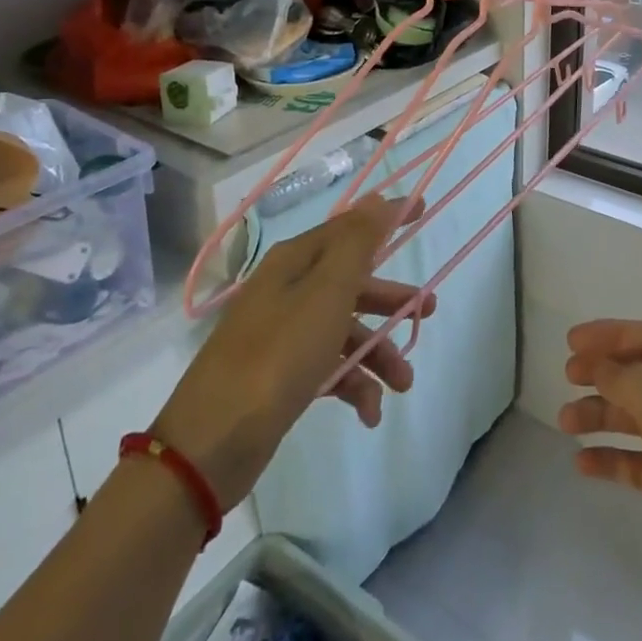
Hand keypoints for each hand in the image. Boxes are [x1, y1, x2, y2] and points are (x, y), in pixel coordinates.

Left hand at [151, 196, 434, 507]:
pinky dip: (353, 386)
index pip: (350, 227)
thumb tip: (377, 197)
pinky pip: (328, 368)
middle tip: (429, 311)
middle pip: (350, 282)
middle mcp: (287, 291)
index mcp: (295, 262)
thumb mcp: (327, 292)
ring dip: (378, 354)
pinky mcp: (280, 376)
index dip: (386, 217)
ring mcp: (281, 334)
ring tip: (403, 384)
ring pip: (344, 330)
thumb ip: (357, 243)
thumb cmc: (279, 355)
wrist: (212, 443)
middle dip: (391, 299)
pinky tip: (370, 413)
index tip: (423, 209)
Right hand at [559, 320, 641, 640]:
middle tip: (567, 378)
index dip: (614, 334)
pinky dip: (613, 458)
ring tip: (565, 423)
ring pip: (640, 418)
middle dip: (606, 372)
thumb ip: (636, 387)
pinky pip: (641, 462)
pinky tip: (582, 465)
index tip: (572, 343)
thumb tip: (602, 361)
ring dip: (603, 414)